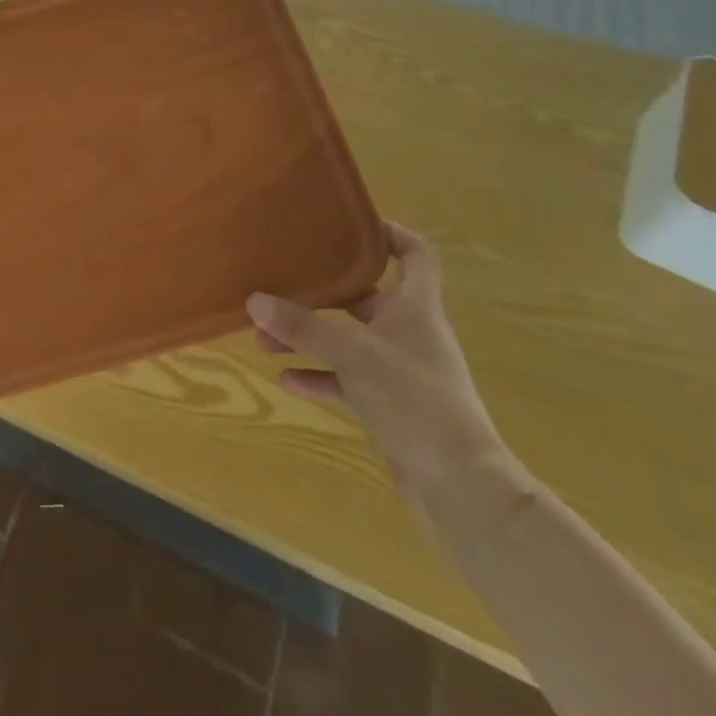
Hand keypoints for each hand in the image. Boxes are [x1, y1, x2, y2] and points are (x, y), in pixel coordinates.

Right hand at [248, 222, 508, 508]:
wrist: (462, 490)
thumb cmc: (417, 403)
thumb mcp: (355, 355)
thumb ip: (304, 326)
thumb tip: (254, 299)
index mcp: (416, 309)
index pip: (415, 255)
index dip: (389, 233)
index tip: (347, 224)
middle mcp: (408, 333)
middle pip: (364, 297)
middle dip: (319, 293)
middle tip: (278, 285)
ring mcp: (398, 372)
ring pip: (346, 341)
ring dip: (308, 337)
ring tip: (263, 336)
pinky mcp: (389, 407)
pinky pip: (344, 380)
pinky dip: (317, 375)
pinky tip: (285, 378)